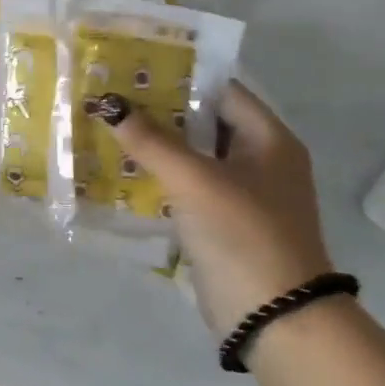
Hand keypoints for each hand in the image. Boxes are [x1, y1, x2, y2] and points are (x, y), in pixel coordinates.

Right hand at [104, 82, 333, 335]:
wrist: (276, 320)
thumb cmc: (243, 234)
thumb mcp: (194, 180)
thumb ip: (150, 140)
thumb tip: (108, 103)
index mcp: (269, 139)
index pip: (221, 89)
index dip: (179, 74)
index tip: (134, 64)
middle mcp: (260, 160)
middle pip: (204, 121)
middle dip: (160, 109)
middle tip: (112, 94)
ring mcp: (243, 193)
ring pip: (193, 155)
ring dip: (156, 144)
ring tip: (109, 125)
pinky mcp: (225, 222)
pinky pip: (189, 186)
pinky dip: (161, 176)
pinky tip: (123, 170)